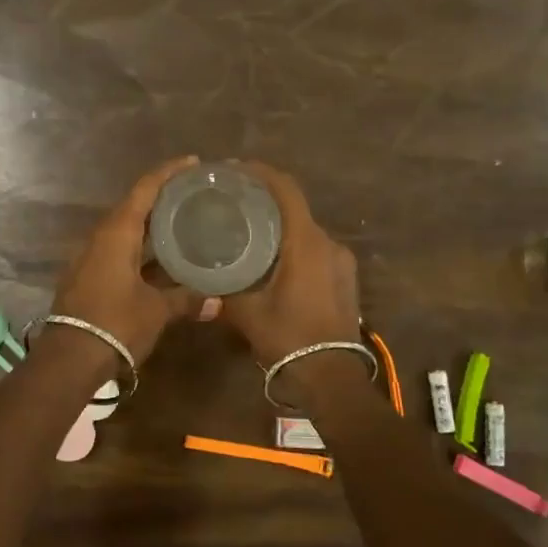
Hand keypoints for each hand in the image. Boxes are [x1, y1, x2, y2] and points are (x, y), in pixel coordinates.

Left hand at [50, 157, 204, 364]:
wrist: (70, 358)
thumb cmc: (116, 323)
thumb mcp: (156, 310)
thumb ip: (186, 300)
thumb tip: (218, 301)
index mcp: (117, 232)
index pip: (145, 189)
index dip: (168, 172)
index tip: (192, 162)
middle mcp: (100, 236)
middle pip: (133, 205)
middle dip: (161, 197)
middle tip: (192, 193)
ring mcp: (89, 256)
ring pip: (124, 229)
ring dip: (149, 223)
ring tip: (180, 221)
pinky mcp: (86, 274)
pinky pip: (116, 248)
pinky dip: (138, 245)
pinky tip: (158, 256)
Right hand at [217, 163, 361, 363]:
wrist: (332, 376)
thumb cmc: (288, 338)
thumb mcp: (246, 313)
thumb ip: (223, 290)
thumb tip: (201, 279)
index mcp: (305, 242)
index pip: (285, 190)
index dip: (260, 173)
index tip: (234, 169)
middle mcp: (328, 243)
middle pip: (295, 207)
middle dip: (265, 200)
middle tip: (233, 202)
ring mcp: (342, 261)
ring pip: (306, 230)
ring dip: (280, 224)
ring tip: (249, 230)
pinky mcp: (345, 278)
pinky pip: (316, 249)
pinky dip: (294, 244)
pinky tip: (273, 259)